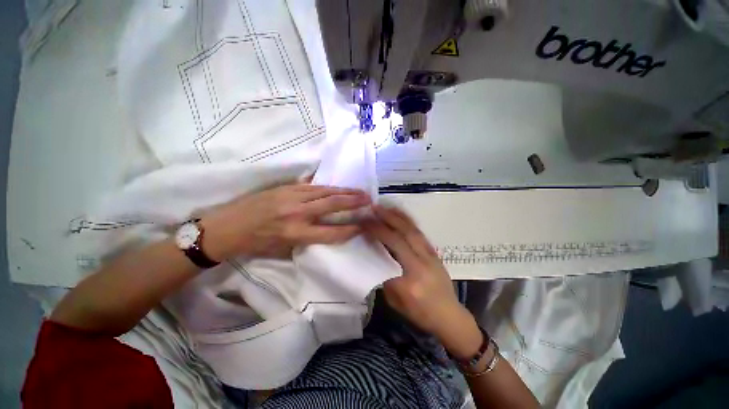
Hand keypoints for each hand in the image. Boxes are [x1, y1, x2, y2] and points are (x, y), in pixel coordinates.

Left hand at [200, 183, 370, 259]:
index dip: (349, 229)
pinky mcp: (286, 188)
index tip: (362, 225)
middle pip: (332, 205)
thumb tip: (326, 229)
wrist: (226, 227)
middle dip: (353, 202)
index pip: (331, 232)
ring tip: (359, 191)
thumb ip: (307, 238)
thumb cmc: (256, 244)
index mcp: (295, 234)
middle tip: (369, 199)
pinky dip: (327, 187)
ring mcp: (291, 197)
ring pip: (325, 192)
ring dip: (344, 191)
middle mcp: (297, 214)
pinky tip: (337, 187)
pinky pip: (312, 186)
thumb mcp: (283, 249)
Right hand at [363, 206, 471, 334]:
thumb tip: (375, 254)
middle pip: (404, 234)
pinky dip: (409, 221)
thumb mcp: (395, 300)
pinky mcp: (435, 252)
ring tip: (385, 207)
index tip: (365, 223)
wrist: (449, 316)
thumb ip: (385, 276)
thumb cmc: (420, 313)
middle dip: (387, 218)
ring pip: (413, 230)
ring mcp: (431, 255)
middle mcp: (423, 262)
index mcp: (411, 278)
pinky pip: (420, 233)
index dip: (378, 232)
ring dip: (398, 216)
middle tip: (374, 208)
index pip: (392, 248)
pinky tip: (400, 215)